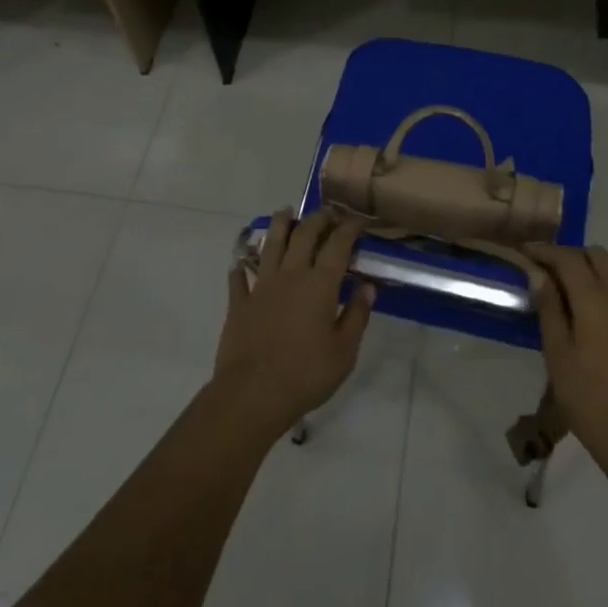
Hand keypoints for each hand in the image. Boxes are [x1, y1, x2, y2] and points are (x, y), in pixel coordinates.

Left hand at [211, 207, 375, 440]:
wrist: (251, 394)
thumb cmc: (305, 375)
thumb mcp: (344, 352)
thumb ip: (357, 315)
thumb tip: (368, 286)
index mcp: (320, 284)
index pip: (338, 244)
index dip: (349, 227)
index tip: (358, 219)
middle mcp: (291, 274)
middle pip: (304, 234)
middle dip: (318, 218)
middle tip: (327, 212)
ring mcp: (262, 285)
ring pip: (271, 244)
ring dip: (281, 224)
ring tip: (286, 211)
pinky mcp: (239, 302)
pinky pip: (239, 277)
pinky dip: (241, 267)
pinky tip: (241, 262)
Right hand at [527, 243, 607, 478]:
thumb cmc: (591, 401)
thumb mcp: (558, 355)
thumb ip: (549, 309)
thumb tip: (538, 273)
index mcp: (595, 299)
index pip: (568, 258)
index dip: (545, 250)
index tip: (524, 252)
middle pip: (596, 255)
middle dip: (569, 255)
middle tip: (545, 271)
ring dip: (590, 269)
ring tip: (566, 291)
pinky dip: (605, 288)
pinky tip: (591, 315)